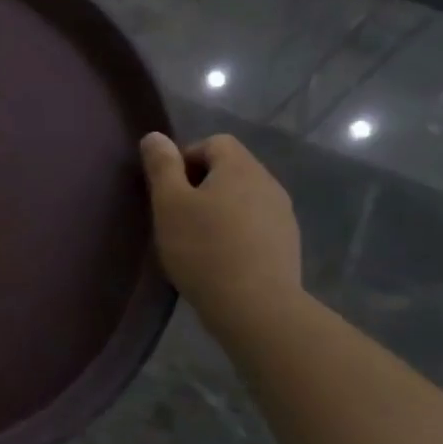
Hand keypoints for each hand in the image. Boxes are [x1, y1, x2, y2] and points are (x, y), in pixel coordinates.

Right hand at [140, 132, 301, 330]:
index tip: (168, 190)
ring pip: (243, 197)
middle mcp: (268, 183)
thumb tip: (155, 136)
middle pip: (230, 168)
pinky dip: (235, 231)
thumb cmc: (204, 248)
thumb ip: (162, 166)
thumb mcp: (169, 204)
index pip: (214, 142)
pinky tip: (219, 258)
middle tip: (176, 215)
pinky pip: (255, 223)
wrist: (255, 307)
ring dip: (218, 208)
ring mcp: (282, 214)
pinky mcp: (287, 243)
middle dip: (200, 184)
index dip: (185, 158)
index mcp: (240, 168)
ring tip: (196, 239)